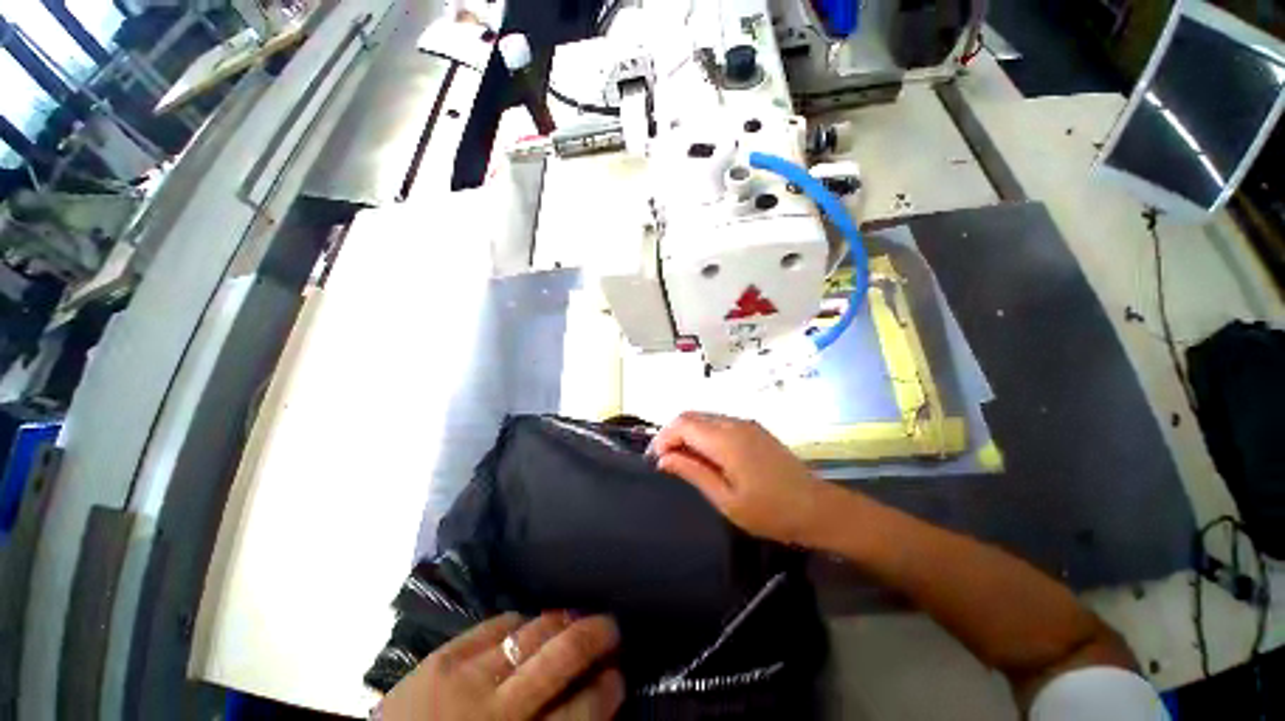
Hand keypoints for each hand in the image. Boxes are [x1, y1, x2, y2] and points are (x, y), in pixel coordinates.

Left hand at [379, 613, 623, 720]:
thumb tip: (586, 699)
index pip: (580, 712)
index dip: (605, 691)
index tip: (618, 675)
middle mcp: (498, 708)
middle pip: (561, 659)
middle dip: (594, 636)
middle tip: (611, 626)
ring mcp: (467, 677)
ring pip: (532, 633)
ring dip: (561, 621)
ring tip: (576, 616)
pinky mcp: (441, 658)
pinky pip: (494, 624)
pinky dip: (518, 620)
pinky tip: (528, 622)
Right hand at [649, 412, 827, 545]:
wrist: (818, 508)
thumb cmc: (770, 511)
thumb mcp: (726, 499)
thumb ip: (693, 472)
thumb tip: (664, 458)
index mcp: (726, 439)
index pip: (682, 424)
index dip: (663, 438)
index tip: (656, 462)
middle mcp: (734, 423)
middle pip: (691, 416)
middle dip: (672, 434)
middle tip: (666, 462)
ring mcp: (746, 424)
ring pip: (704, 418)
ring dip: (687, 434)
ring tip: (682, 461)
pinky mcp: (754, 429)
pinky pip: (719, 423)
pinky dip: (703, 434)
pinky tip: (705, 456)